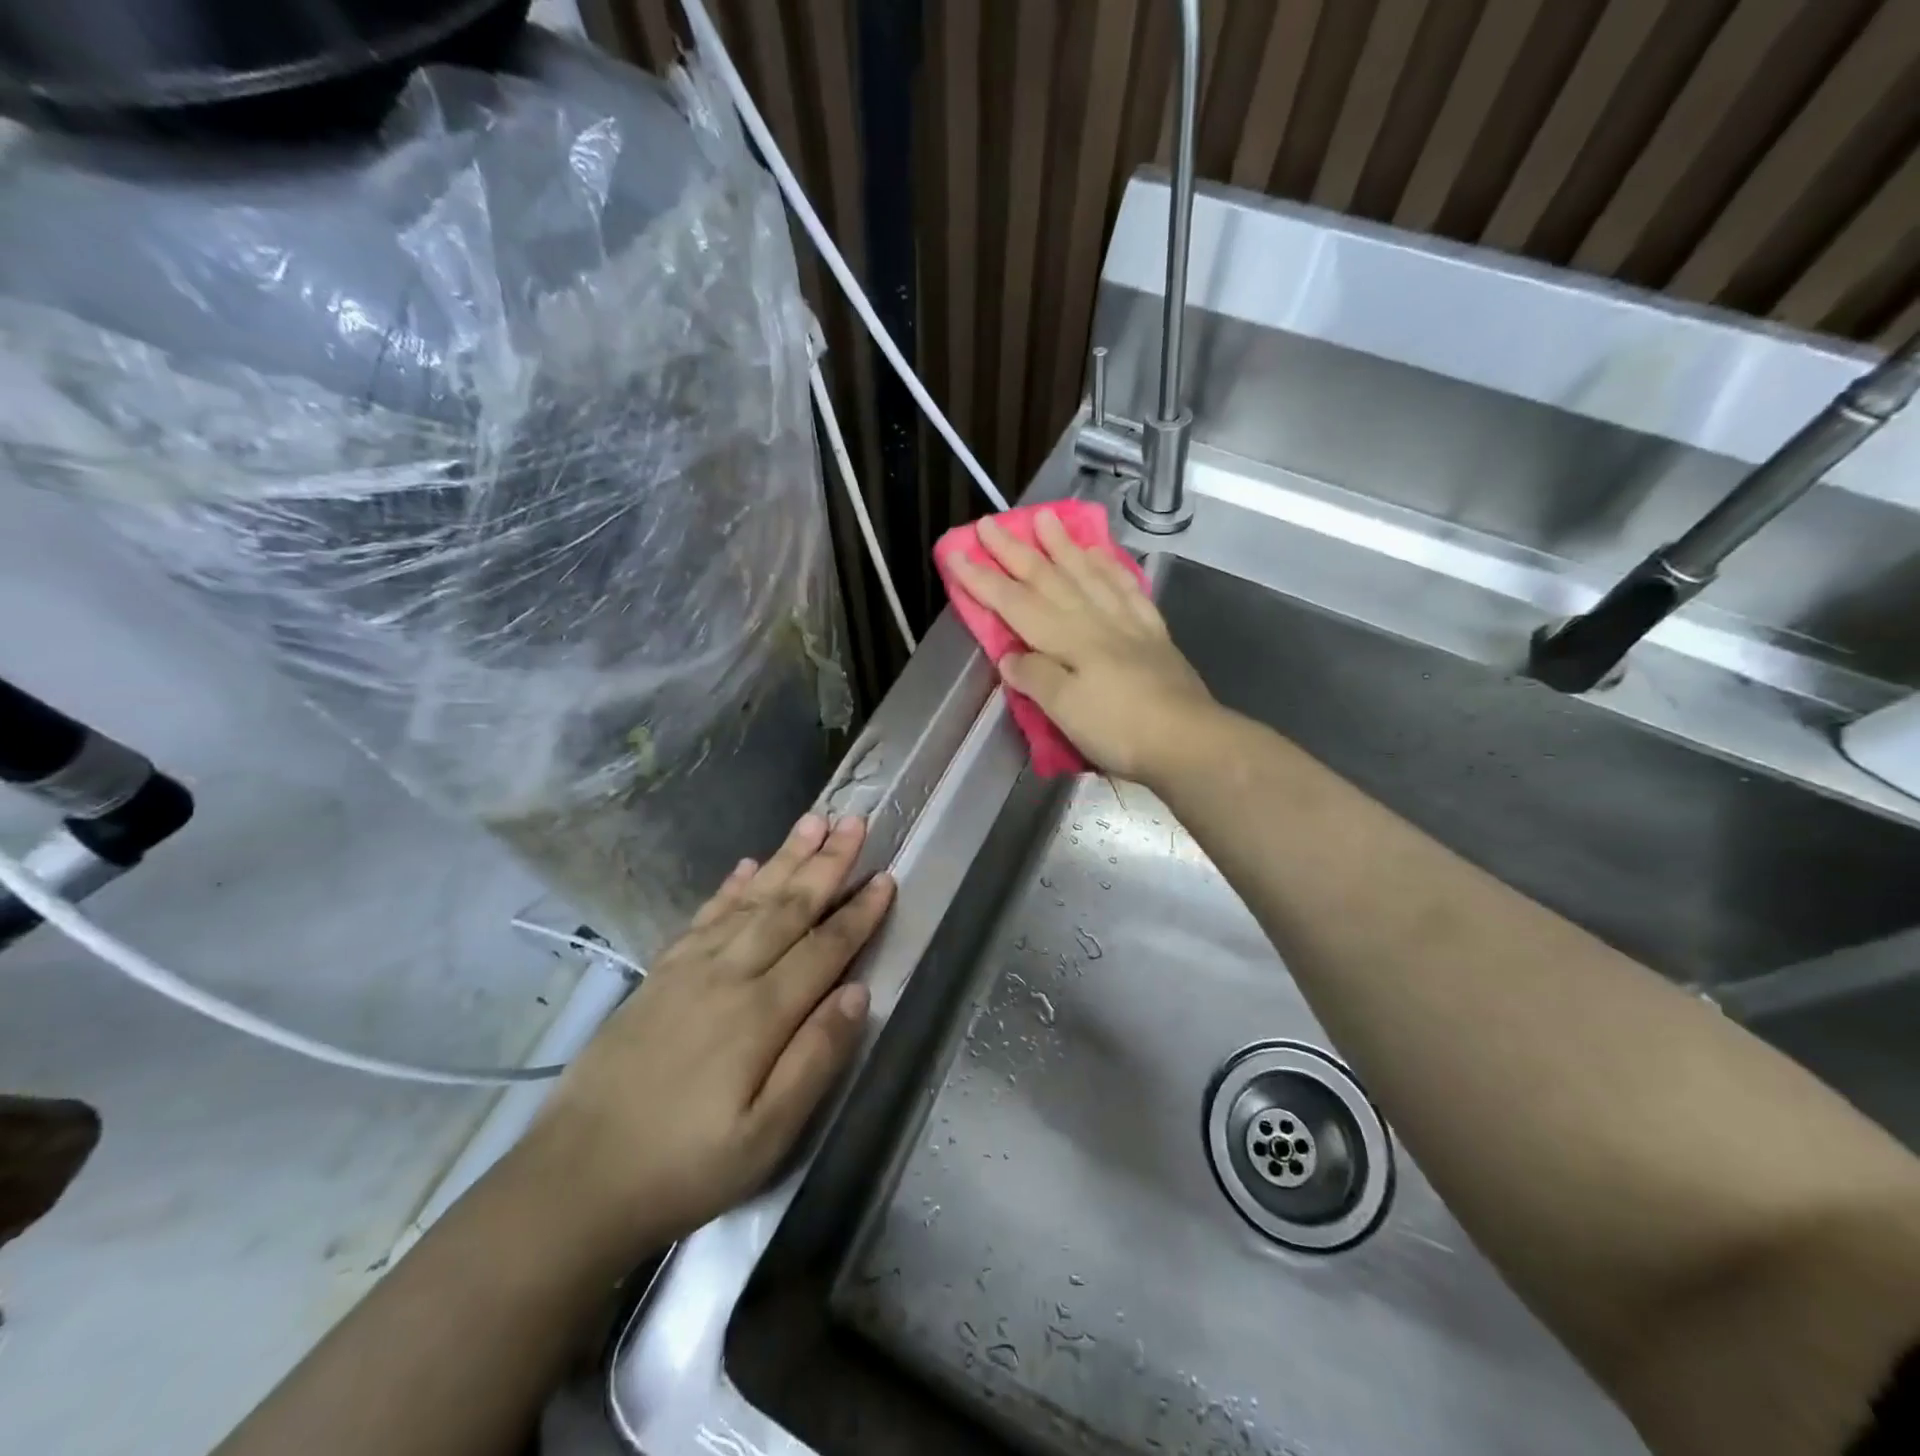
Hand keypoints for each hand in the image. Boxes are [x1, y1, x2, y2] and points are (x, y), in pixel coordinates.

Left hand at [520, 814, 892, 1261]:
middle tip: (854, 821)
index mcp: (760, 1014)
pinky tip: (746, 866)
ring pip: (750, 900)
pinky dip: (730, 887)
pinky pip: (704, 917)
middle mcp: (728, 975)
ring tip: (812, 821)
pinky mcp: (659, 975)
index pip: (824, 948)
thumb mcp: (766, 1137)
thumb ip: (815, 1059)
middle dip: (827, 864)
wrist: (575, 1180)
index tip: (886, 876)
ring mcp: (689, 970)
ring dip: (785, 859)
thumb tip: (858, 993)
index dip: (859, 913)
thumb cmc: (684, 1166)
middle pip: (788, 908)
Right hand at [946, 509, 1219, 783]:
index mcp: (1067, 639)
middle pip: (1049, 579)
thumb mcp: (1065, 711)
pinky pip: (1127, 590)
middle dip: (1016, 551)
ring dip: (1063, 547)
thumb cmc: (1120, 730)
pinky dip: (1110, 569)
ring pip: (1088, 575)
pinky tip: (1101, 556)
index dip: (984, 579)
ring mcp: (1127, 624)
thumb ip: (1035, 677)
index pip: (1016, 603)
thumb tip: (1010, 657)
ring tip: (1046, 519)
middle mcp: (1094, 621)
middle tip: (991, 522)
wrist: (1188, 742)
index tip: (958, 552)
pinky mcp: (1152, 635)